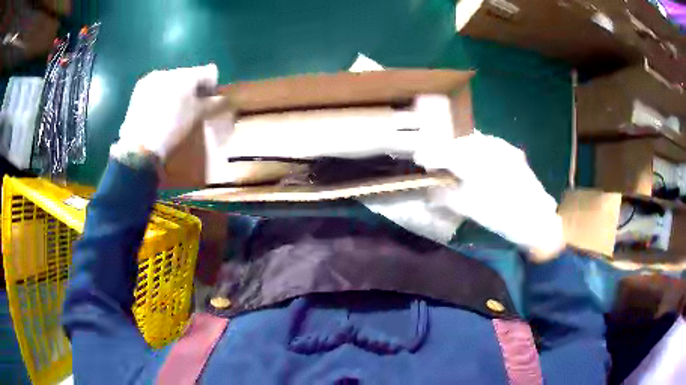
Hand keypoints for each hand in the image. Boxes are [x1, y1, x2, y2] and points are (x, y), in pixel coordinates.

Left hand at [117, 64, 218, 159]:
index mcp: (186, 74)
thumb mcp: (197, 116)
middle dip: (191, 88)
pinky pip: (156, 86)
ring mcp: (151, 79)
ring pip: (170, 80)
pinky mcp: (139, 89)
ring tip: (172, 110)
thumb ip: (214, 103)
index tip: (208, 100)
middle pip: (187, 75)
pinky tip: (158, 111)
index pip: (207, 72)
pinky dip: (161, 95)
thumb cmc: (173, 128)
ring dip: (175, 91)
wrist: (141, 146)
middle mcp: (169, 70)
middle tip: (190, 106)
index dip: (210, 86)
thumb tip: (225, 98)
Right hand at [414, 131, 563, 261]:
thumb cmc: (503, 217)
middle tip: (436, 162)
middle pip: (458, 144)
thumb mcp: (471, 210)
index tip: (419, 159)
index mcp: (475, 162)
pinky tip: (475, 160)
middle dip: (444, 151)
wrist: (538, 219)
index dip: (429, 155)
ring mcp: (502, 148)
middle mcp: (488, 148)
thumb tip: (431, 192)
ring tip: (454, 161)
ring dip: (460, 149)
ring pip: (473, 141)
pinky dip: (476, 150)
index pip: (445, 152)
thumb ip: (446, 198)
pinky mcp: (511, 152)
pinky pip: (488, 145)